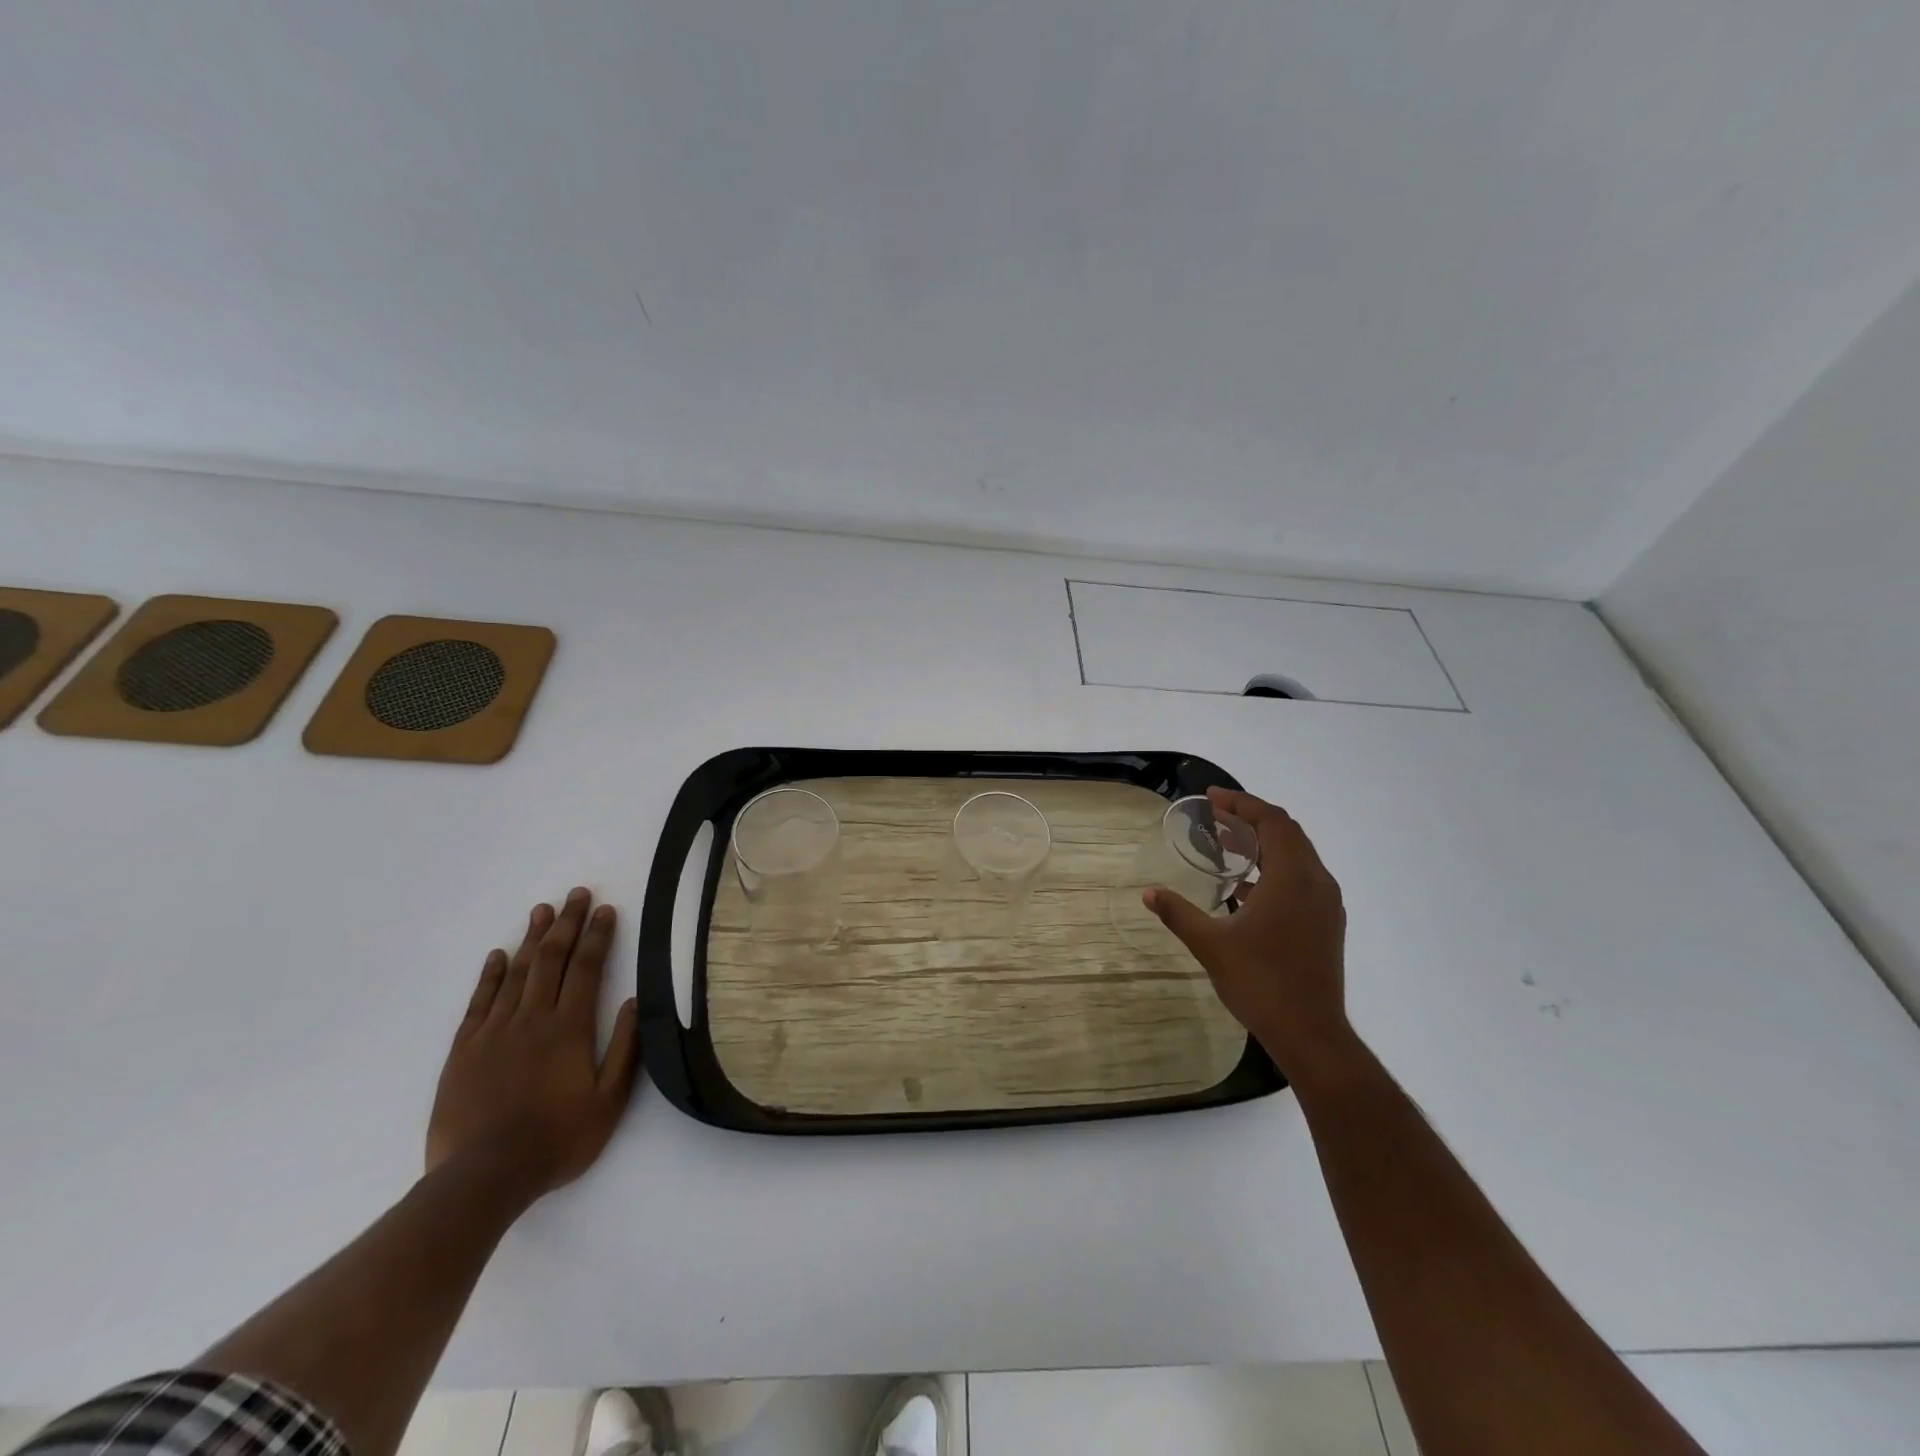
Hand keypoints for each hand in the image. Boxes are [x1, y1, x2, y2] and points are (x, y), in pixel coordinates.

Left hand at [426, 888, 640, 1200]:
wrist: (482, 1178)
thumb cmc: (556, 1140)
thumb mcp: (609, 1101)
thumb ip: (624, 1049)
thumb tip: (633, 1001)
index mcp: (570, 1028)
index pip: (588, 968)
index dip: (598, 936)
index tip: (607, 910)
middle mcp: (533, 1019)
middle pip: (552, 960)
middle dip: (567, 924)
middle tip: (577, 894)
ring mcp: (494, 1032)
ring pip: (516, 973)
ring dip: (531, 938)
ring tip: (542, 910)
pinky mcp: (464, 1050)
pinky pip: (479, 1002)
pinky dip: (489, 975)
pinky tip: (497, 955)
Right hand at [1144, 789, 1349, 1076]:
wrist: (1311, 1033)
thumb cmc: (1260, 982)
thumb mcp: (1211, 945)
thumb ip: (1178, 913)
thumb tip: (1148, 893)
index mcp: (1292, 878)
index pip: (1272, 822)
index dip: (1242, 803)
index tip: (1212, 798)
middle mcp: (1316, 883)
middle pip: (1288, 833)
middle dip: (1251, 819)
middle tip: (1216, 817)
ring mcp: (1326, 905)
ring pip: (1297, 856)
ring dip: (1264, 844)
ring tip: (1227, 846)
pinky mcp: (1326, 924)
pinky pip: (1302, 879)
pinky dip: (1275, 869)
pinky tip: (1245, 889)